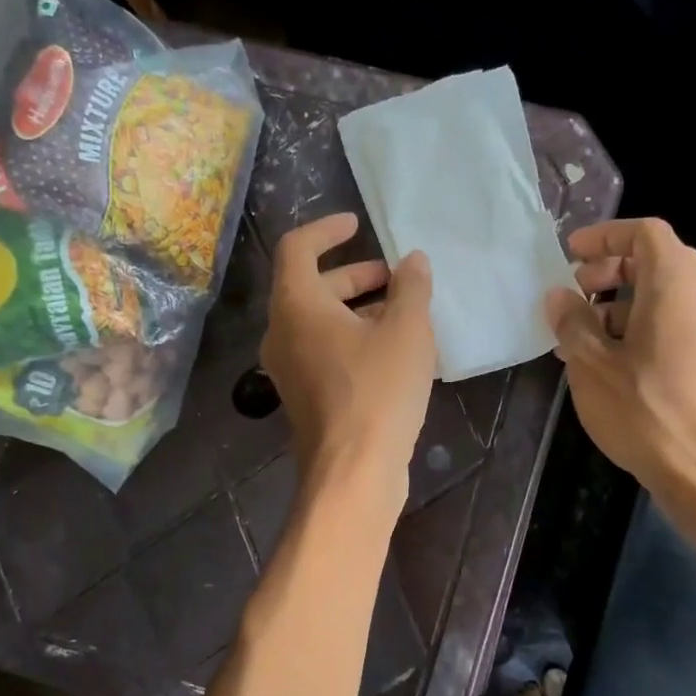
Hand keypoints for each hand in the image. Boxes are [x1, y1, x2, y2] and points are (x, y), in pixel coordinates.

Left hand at [261, 213, 434, 505]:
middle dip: (354, 275)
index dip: (327, 229)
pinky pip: (324, 351)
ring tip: (402, 314)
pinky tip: (392, 352)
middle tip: (395, 278)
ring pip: (319, 322)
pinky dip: (351, 339)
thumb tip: (413, 261)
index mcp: (297, 306)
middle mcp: (282, 333)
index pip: (298, 248)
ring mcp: (289, 369)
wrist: (354, 471)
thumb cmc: (378, 391)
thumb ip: (411, 288)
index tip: (357, 224)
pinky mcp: (304, 396)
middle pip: (311, 286)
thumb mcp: (407, 331)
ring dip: (357, 309)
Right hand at [545, 218, 695, 495]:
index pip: (644, 233)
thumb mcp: (591, 364)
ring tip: (583, 337)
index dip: (604, 237)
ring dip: (623, 303)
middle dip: (610, 272)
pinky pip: (680, 320)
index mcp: (677, 282)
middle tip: (574, 296)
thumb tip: (559, 297)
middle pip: (658, 260)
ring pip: (668, 293)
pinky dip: (645, 325)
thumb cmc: (644, 409)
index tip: (570, 255)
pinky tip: (612, 360)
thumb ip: (572, 321)